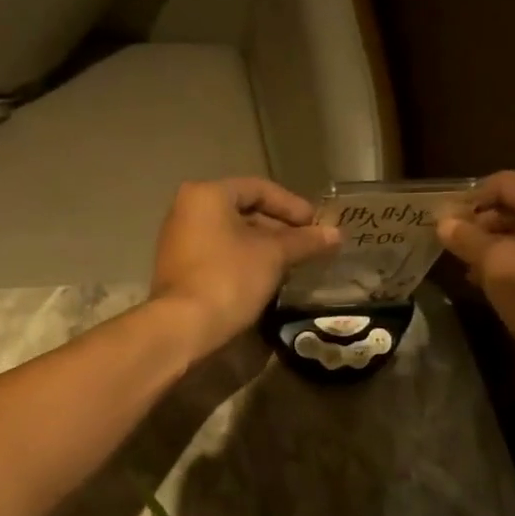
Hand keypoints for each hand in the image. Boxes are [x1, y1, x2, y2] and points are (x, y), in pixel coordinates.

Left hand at [150, 178, 340, 354]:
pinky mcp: (179, 268)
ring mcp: (178, 240)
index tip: (316, 225)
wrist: (184, 326)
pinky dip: (243, 259)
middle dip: (279, 227)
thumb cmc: (229, 278)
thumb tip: (335, 234)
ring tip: (292, 263)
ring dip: (263, 245)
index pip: (258, 188)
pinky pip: (218, 253)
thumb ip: (304, 241)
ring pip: (231, 234)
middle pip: (243, 210)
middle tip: (307, 245)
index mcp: (207, 195)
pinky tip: (266, 277)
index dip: (292, 205)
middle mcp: (187, 209)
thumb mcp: (273, 256)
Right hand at [437, 171, 514, 397]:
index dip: (469, 199)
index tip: (442, 223)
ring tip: (467, 269)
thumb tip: (444, 223)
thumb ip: (466, 238)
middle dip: (480, 224)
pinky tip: (490, 284)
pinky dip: (512, 262)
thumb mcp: (495, 263)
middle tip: (451, 247)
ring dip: (493, 247)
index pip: (502, 183)